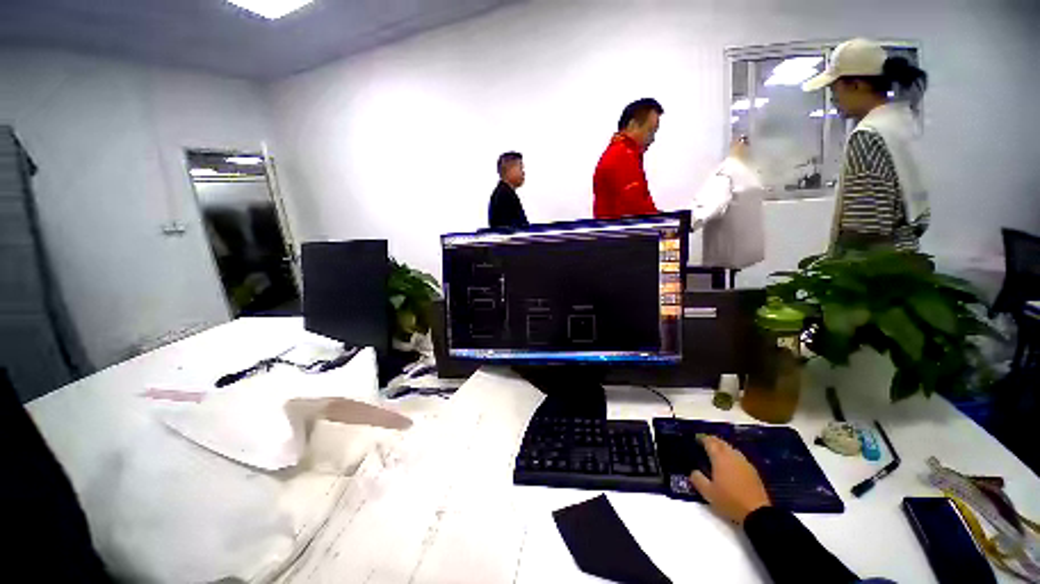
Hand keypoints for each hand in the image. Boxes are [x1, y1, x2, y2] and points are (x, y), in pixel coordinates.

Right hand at [689, 434, 770, 524]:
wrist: (757, 513)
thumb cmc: (729, 500)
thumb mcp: (708, 493)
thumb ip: (697, 479)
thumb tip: (693, 471)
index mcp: (719, 458)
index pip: (709, 442)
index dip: (701, 439)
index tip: (696, 440)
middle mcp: (732, 455)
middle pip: (721, 442)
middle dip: (712, 441)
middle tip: (704, 445)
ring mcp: (744, 462)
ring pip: (731, 448)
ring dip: (722, 448)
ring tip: (716, 454)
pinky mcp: (752, 470)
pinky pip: (738, 457)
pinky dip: (731, 456)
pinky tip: (730, 465)